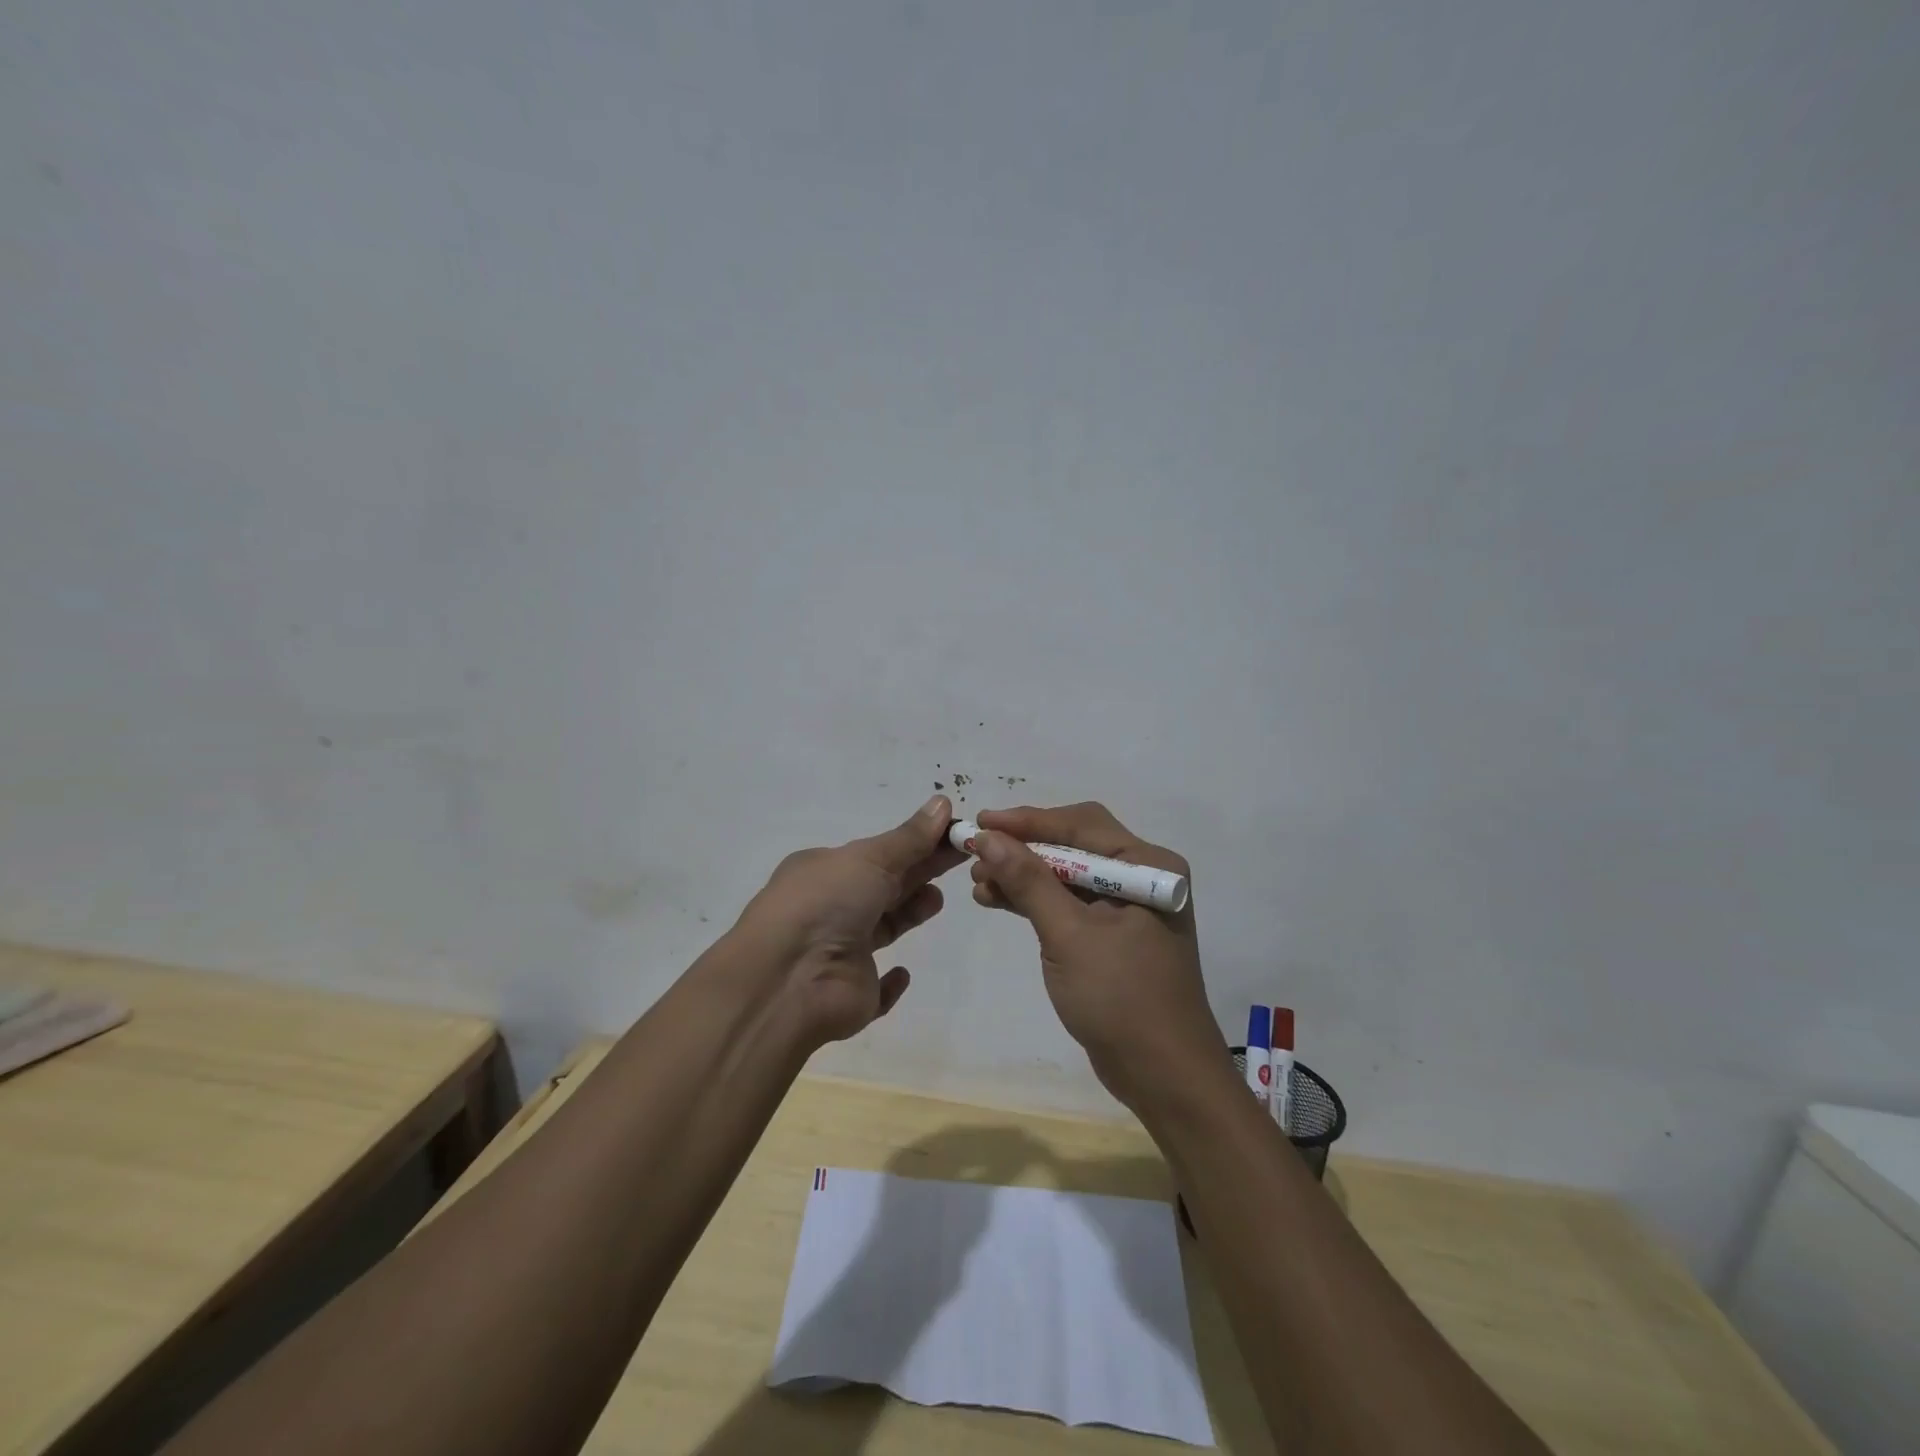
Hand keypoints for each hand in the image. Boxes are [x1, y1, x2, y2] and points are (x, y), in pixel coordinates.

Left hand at [738, 795, 964, 1045]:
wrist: (789, 979)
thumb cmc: (826, 903)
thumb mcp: (870, 858)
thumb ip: (910, 838)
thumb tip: (943, 802)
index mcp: (826, 870)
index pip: (879, 852)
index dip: (917, 843)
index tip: (954, 835)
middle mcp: (831, 908)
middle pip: (886, 885)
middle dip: (920, 871)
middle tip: (962, 859)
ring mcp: (841, 953)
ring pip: (883, 928)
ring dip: (909, 912)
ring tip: (937, 900)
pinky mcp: (855, 993)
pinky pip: (877, 988)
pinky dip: (891, 982)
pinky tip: (904, 972)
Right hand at [969, 803, 1226, 1114]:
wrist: (1163, 1076)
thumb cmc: (1122, 998)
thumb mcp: (1070, 935)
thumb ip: (1029, 882)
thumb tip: (987, 837)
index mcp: (1147, 865)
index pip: (1081, 825)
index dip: (1028, 822)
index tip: (981, 822)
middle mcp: (1141, 876)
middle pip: (1073, 845)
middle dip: (1024, 847)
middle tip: (976, 850)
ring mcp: (1127, 906)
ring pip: (1066, 874)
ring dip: (1024, 874)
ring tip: (978, 881)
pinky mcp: (1111, 934)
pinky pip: (1068, 903)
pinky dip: (1035, 900)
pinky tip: (997, 900)